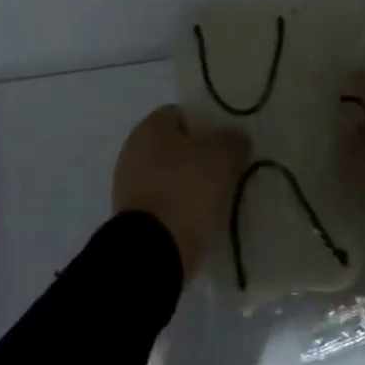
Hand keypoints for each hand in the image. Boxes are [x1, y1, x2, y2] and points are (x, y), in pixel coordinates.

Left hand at [113, 105, 249, 277]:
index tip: (226, 142)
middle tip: (226, 170)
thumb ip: (233, 141)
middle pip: (174, 146)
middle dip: (199, 156)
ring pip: (169, 176)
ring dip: (190, 185)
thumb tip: (235, 138)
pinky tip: (201, 220)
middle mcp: (133, 150)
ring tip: (217, 199)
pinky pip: (164, 203)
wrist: (153, 251)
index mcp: (150, 126)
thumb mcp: (223, 158)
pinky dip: (180, 209)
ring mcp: (129, 185)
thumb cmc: (187, 190)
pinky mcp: (132, 217)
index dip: (206, 124)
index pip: (182, 114)